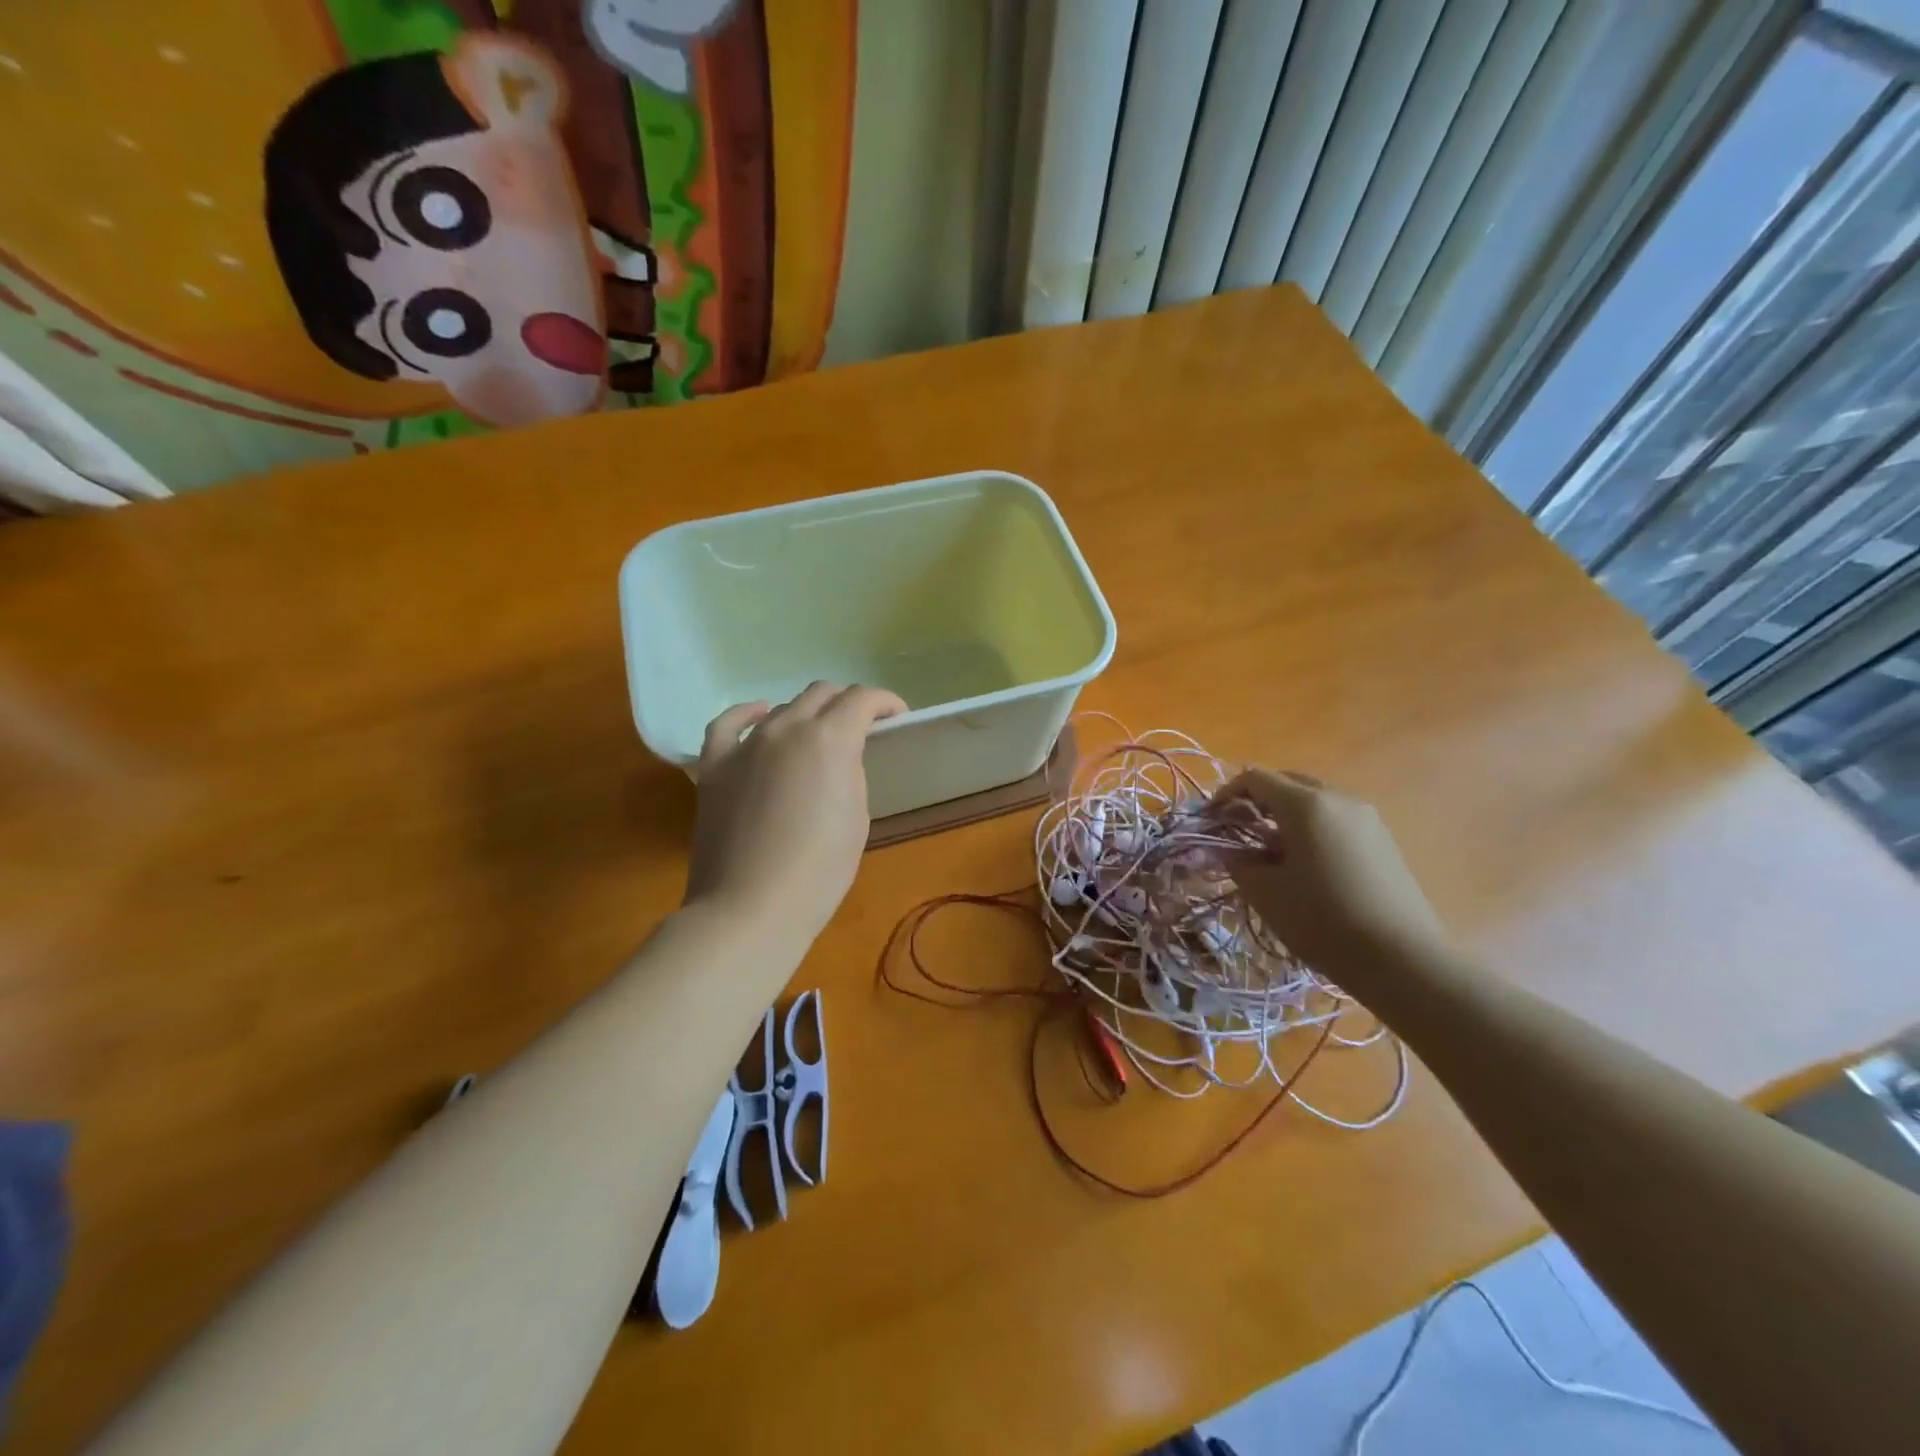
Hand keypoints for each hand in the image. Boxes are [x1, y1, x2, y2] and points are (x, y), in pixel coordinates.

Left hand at [684, 682, 906, 947]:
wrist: (751, 908)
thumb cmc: (819, 870)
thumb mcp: (856, 817)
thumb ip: (850, 773)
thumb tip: (839, 759)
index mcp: (830, 739)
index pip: (862, 699)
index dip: (884, 702)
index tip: (896, 717)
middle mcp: (787, 728)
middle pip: (821, 694)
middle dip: (847, 703)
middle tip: (861, 726)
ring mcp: (746, 744)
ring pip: (782, 708)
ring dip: (807, 714)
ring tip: (817, 737)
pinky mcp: (715, 766)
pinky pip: (729, 724)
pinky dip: (748, 714)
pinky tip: (761, 715)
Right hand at [1213, 769, 1446, 977]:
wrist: (1402, 959)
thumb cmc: (1322, 921)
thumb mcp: (1265, 892)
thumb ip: (1237, 861)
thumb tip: (1227, 849)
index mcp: (1305, 805)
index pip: (1255, 778)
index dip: (1226, 794)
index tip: (1212, 820)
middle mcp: (1339, 799)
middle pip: (1288, 782)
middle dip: (1257, 800)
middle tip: (1239, 831)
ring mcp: (1367, 818)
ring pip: (1315, 800)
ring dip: (1286, 814)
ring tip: (1271, 850)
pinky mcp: (1384, 840)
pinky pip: (1337, 819)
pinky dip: (1312, 828)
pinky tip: (1307, 864)